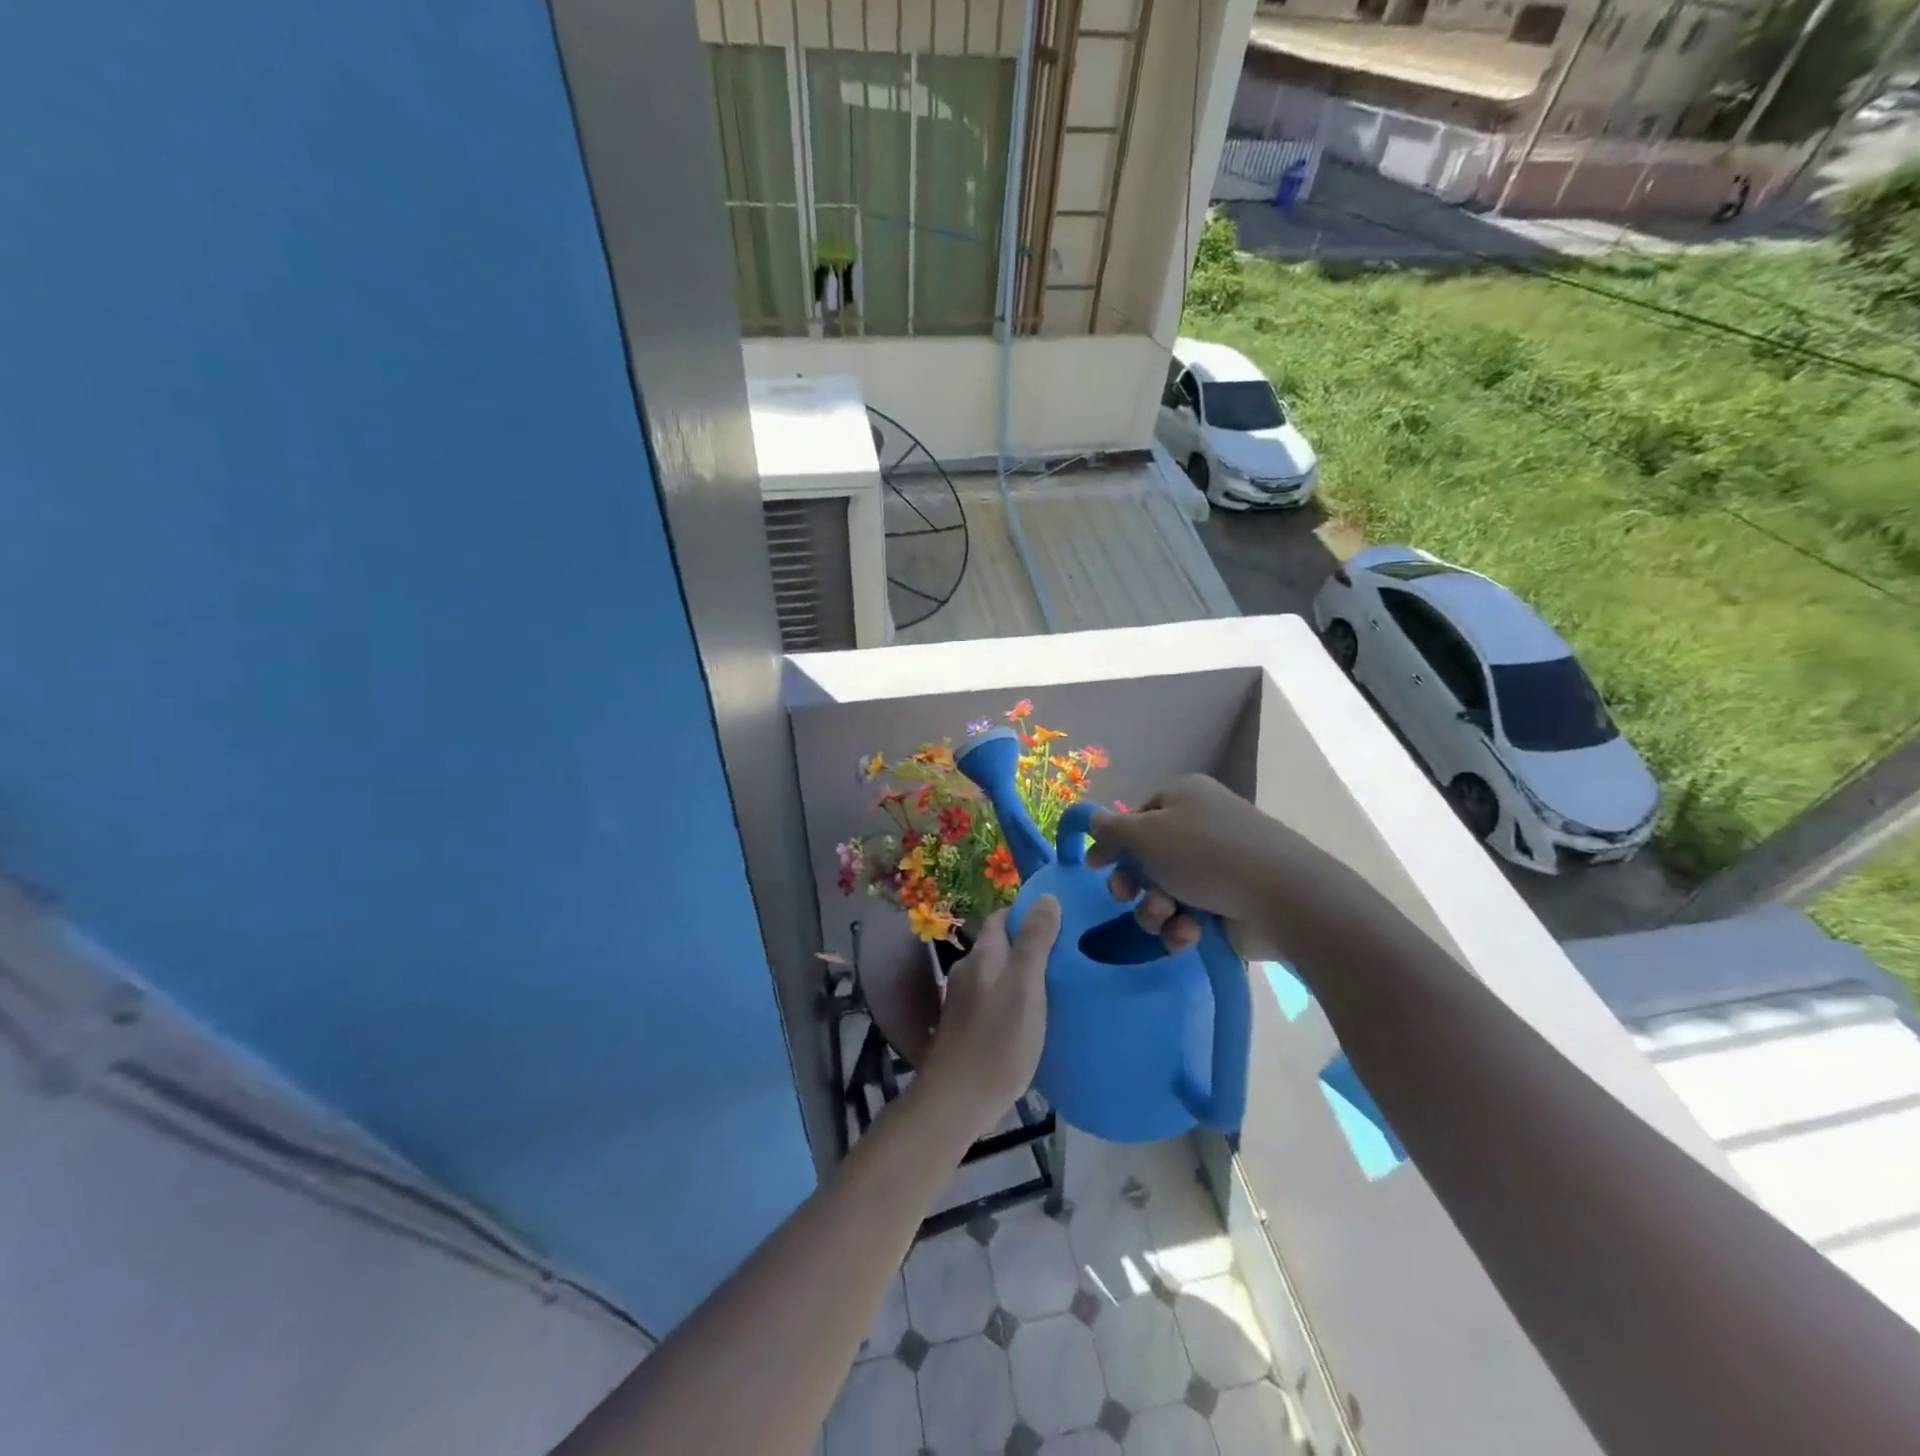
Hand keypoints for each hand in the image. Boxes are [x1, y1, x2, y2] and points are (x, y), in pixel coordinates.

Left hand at [920, 899, 1059, 1134]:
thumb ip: (1035, 941)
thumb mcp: (1025, 986)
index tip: (1062, 918)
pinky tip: (1033, 1017)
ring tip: (1057, 984)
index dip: (1028, 913)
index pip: (1002, 917)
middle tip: (1068, 953)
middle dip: (1029, 943)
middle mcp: (969, 971)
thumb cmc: (997, 1040)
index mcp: (983, 956)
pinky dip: (1014, 999)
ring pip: (997, 974)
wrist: (956, 1101)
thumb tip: (1046, 896)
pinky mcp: (966, 1028)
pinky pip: (995, 1000)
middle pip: (1000, 946)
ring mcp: (964, 1001)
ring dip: (1022, 974)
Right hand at [1087, 775, 1286, 957]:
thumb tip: (1092, 819)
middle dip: (1133, 883)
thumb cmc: (1205, 855)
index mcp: (1184, 798)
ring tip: (1166, 917)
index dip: (1114, 842)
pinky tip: (1190, 934)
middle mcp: (1201, 827)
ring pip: (1165, 891)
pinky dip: (1183, 927)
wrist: (1282, 898)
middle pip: (1147, 857)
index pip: (1137, 817)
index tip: (1096, 867)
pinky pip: (1190, 915)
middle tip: (1127, 896)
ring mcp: (1219, 867)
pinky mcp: (1231, 903)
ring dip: (1155, 909)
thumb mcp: (1145, 835)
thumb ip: (1111, 830)